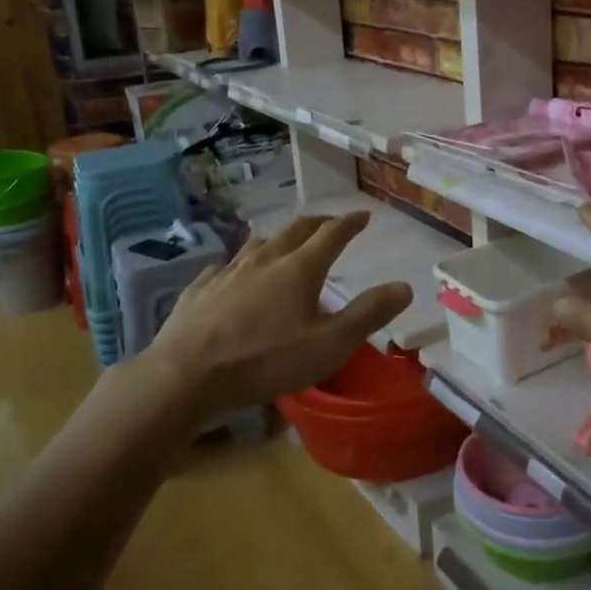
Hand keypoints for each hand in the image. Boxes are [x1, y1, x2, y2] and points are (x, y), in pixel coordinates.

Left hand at [136, 212, 411, 420]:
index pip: (332, 234)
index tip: (363, 215)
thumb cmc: (266, 360)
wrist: (186, 374)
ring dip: (279, 240)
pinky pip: (224, 267)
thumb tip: (404, 286)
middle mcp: (265, 260)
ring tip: (285, 245)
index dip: (350, 223)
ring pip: (258, 244)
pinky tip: (233, 274)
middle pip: (295, 230)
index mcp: (300, 269)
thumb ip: (368, 314)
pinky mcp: (200, 290)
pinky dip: (239, 265)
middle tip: (331, 224)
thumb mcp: (329, 345)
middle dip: (318, 223)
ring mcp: (228, 272)